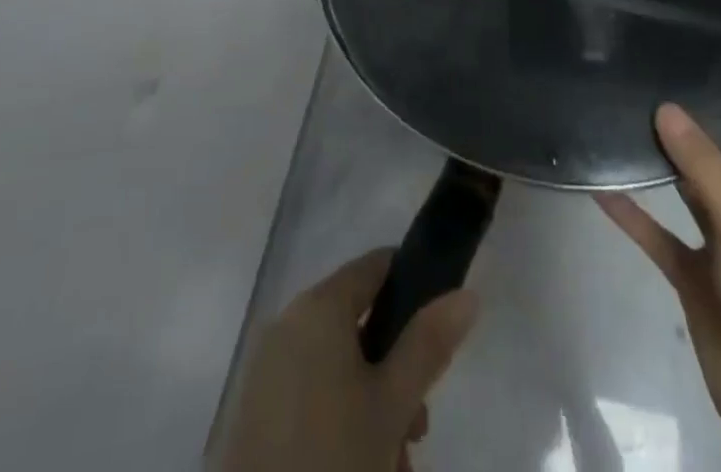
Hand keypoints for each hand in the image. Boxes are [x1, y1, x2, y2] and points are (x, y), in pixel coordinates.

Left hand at [215, 249, 478, 471]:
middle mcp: (287, 323)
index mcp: (318, 306)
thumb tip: (466, 294)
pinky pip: (309, 395)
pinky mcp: (254, 413)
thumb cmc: (334, 458)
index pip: (375, 267)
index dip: (412, 289)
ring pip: (337, 368)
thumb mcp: (392, 404)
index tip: (438, 334)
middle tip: (416, 429)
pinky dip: (339, 420)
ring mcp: (266, 368)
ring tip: (394, 465)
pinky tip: (360, 466)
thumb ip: (428, 344)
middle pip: (359, 326)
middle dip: (396, 373)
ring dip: (373, 407)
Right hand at [597, 88, 720, 471]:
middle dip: (708, 118)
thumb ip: (704, 170)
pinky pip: (657, 232)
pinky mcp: (695, 275)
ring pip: (690, 188)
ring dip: (664, 160)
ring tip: (627, 110)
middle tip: (668, 67)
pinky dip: (632, 212)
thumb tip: (666, 107)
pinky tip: (599, 184)